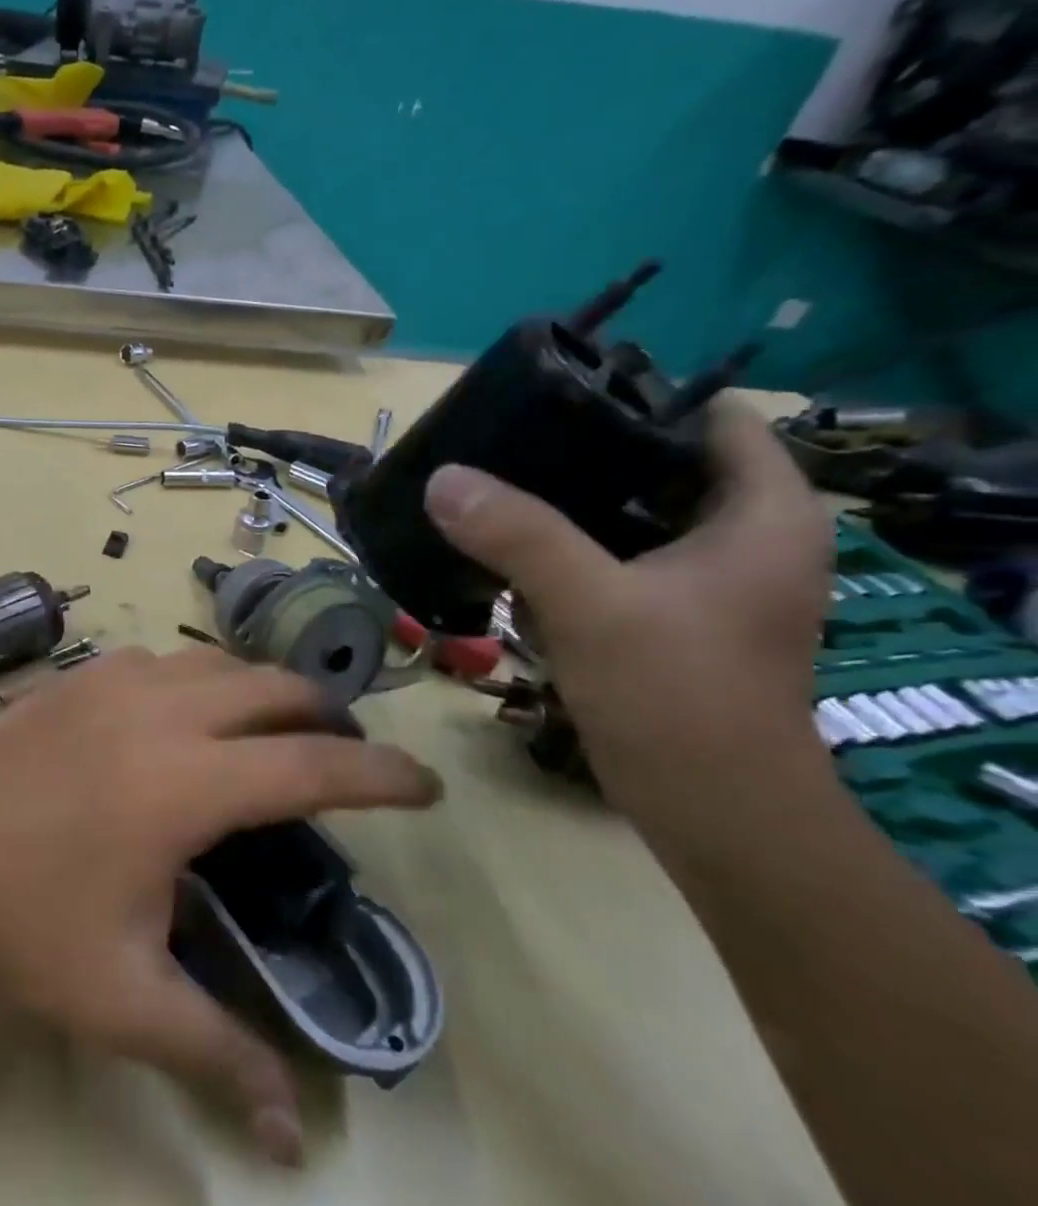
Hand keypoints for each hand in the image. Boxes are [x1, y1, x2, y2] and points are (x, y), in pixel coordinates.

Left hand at [0, 646, 440, 1164]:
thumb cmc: (20, 924)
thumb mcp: (121, 999)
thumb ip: (214, 1053)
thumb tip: (290, 1134)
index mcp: (183, 784)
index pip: (311, 767)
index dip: (380, 775)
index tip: (426, 785)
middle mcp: (159, 713)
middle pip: (272, 689)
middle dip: (326, 715)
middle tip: (347, 754)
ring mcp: (112, 680)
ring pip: (217, 662)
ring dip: (261, 687)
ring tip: (275, 726)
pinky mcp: (76, 675)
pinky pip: (161, 659)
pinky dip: (198, 677)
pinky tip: (185, 712)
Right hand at [422, 402, 833, 820]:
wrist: (711, 812)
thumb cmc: (677, 697)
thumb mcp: (593, 606)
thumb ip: (518, 535)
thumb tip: (442, 477)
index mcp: (763, 512)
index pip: (710, 414)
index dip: (637, 393)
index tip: (552, 393)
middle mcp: (743, 534)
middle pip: (658, 459)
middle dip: (582, 446)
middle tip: (504, 437)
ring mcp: (705, 576)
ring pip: (628, 509)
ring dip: (564, 498)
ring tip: (493, 479)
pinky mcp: (669, 611)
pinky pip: (612, 552)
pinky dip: (564, 543)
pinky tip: (505, 542)